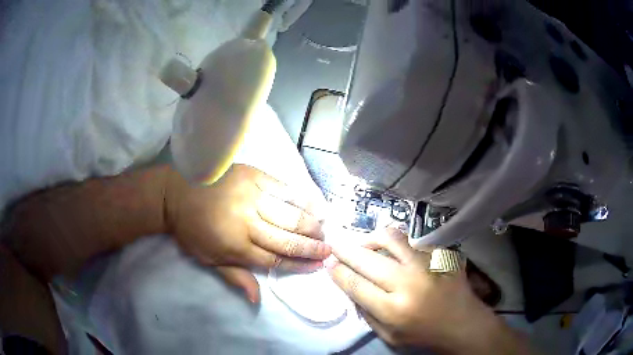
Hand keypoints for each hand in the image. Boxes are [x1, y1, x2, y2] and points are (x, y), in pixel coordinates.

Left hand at [165, 164, 330, 302]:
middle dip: (313, 246)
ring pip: (291, 213)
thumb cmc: (190, 229)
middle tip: (328, 249)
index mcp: (235, 245)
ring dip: (312, 224)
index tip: (318, 265)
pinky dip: (303, 198)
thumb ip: (235, 277)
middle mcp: (246, 221)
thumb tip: (258, 300)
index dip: (299, 264)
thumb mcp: (208, 259)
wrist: (174, 193)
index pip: (275, 259)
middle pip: (288, 237)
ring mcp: (250, 195)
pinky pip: (284, 188)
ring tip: (324, 231)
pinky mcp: (252, 174)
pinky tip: (316, 205)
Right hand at [326, 228, 521, 353]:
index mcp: (393, 308)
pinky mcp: (440, 255)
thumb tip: (351, 288)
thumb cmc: (424, 335)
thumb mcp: (389, 336)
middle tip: (336, 245)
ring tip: (365, 243)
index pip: (355, 283)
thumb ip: (367, 314)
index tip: (328, 263)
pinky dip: (400, 244)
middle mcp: (408, 282)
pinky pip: (413, 241)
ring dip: (371, 238)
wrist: (463, 324)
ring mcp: (427, 264)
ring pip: (391, 238)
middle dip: (344, 250)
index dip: (337, 271)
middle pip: (366, 258)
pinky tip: (398, 252)